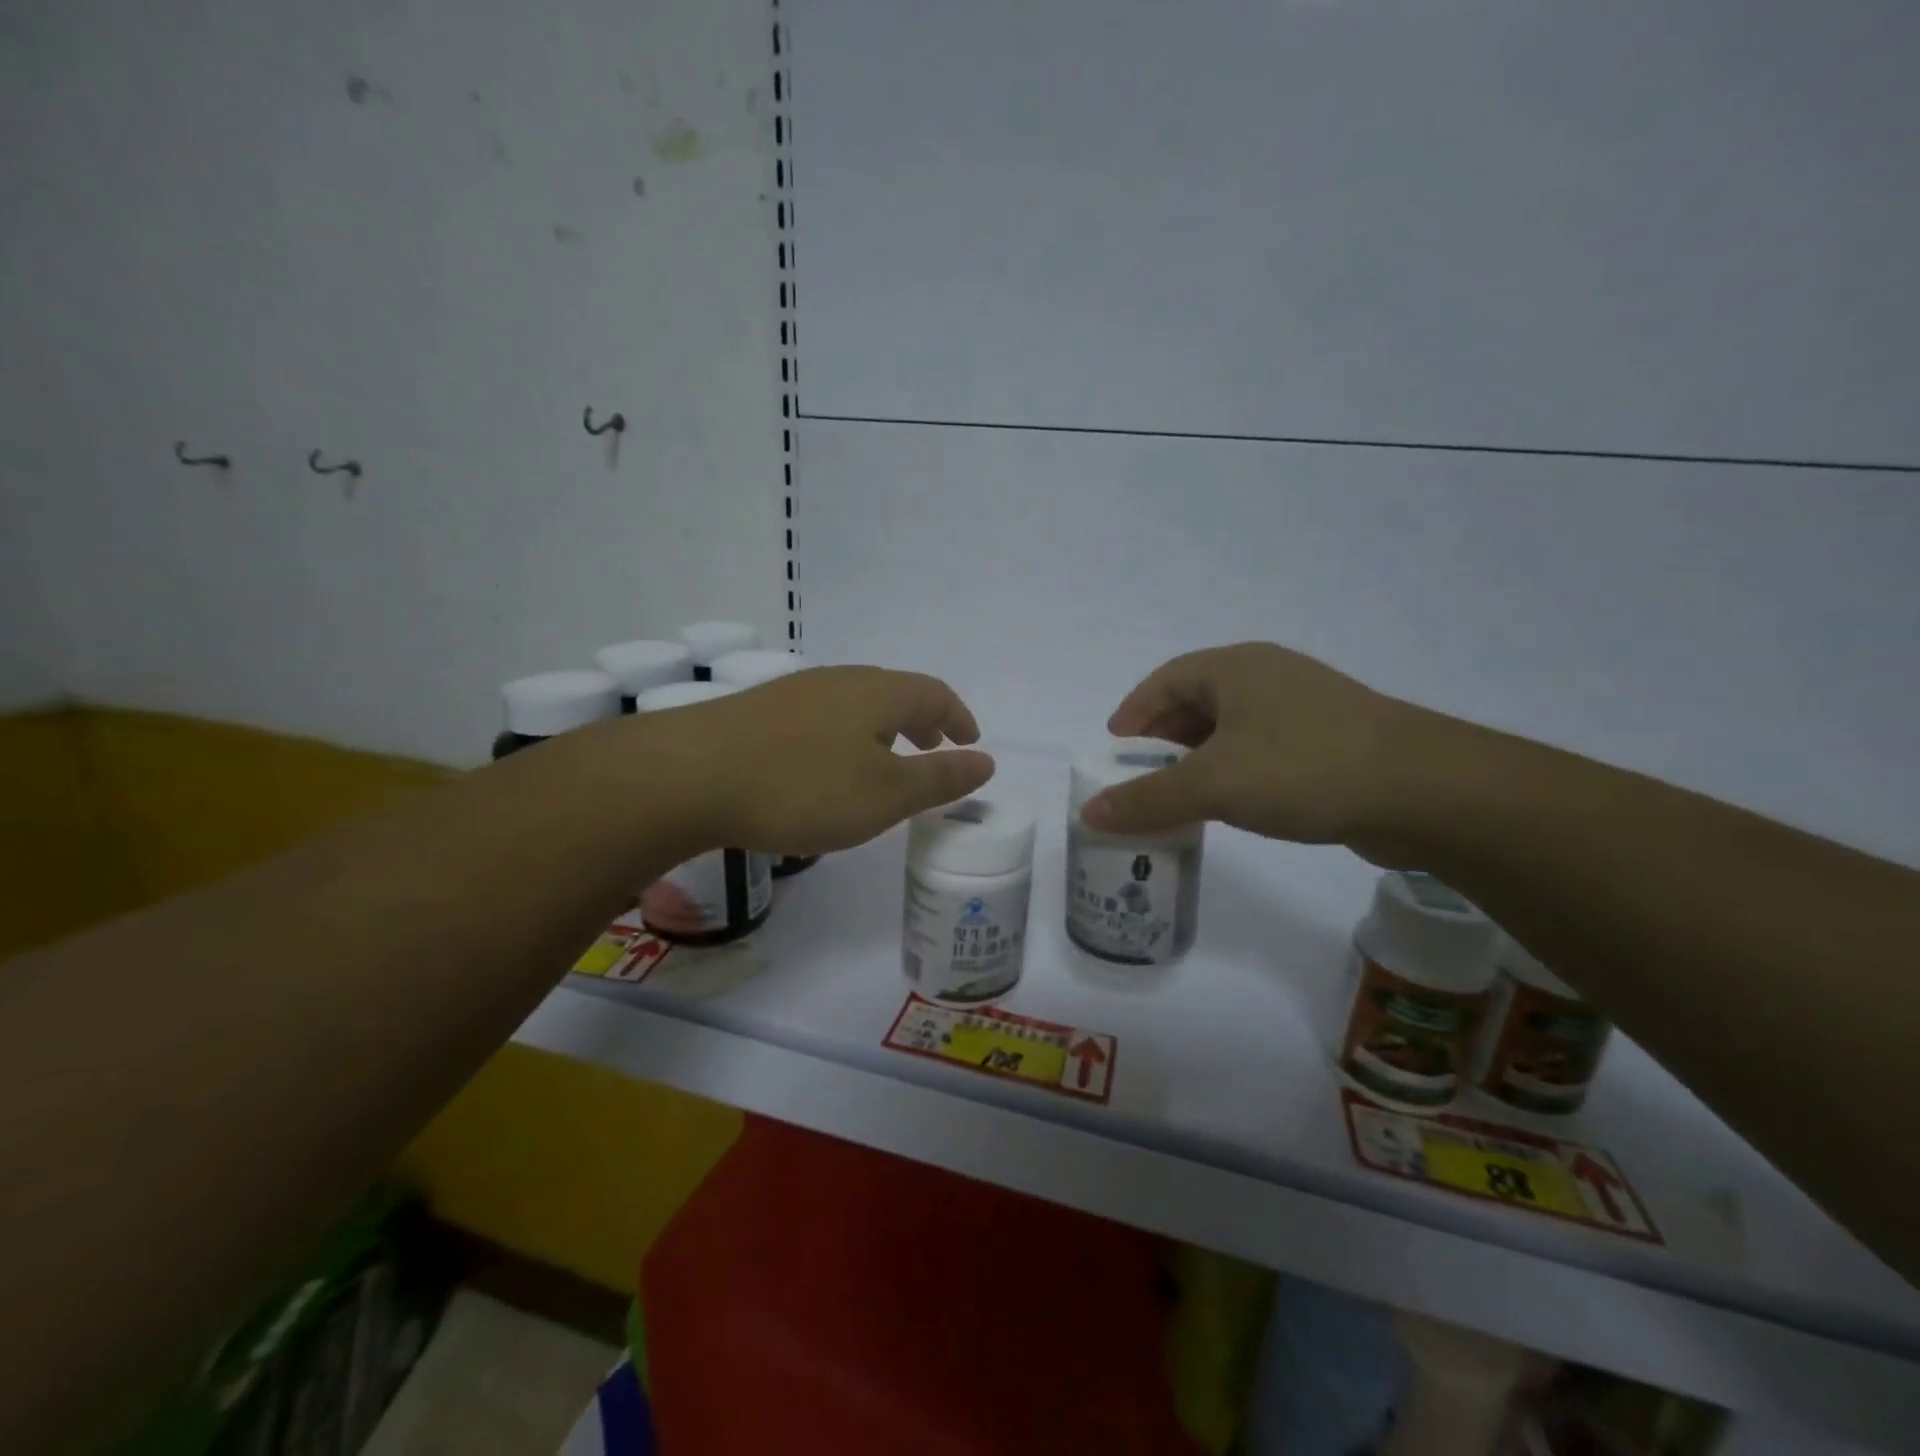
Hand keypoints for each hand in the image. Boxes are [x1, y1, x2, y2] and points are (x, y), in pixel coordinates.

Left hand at [642, 666, 994, 855]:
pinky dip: (846, 736)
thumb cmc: (802, 787)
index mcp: (877, 693)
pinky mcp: (759, 712)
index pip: (934, 693)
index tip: (969, 742)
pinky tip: (827, 766)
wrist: (688, 775)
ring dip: (882, 727)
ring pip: (855, 703)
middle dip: (920, 719)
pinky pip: (822, 717)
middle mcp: (839, 681)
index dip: (958, 717)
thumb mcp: (884, 795)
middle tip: (932, 747)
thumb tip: (987, 761)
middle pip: (894, 691)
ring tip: (884, 759)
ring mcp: (794, 693)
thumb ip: (938, 778)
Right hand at [1080, 642, 1415, 847]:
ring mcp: (1303, 707)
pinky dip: (1234, 772)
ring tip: (1180, 797)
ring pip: (1231, 728)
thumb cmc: (1305, 768)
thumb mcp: (1214, 785)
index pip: (1164, 680)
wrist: (1426, 791)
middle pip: (1195, 702)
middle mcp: (1267, 676)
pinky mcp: (1329, 740)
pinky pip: (1262, 749)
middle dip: (1163, 741)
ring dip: (1199, 760)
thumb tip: (1089, 813)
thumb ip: (1148, 799)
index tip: (1114, 751)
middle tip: (1142, 778)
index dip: (1133, 713)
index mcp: (1235, 668)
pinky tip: (1233, 804)